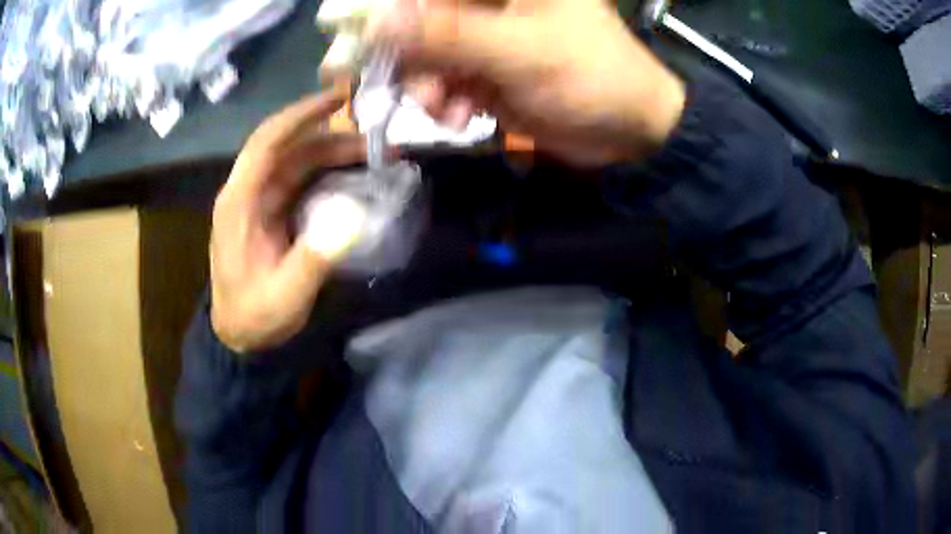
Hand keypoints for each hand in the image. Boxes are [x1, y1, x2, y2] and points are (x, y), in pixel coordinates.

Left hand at [210, 88, 365, 353]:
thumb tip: (354, 218)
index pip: (267, 142)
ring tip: (372, 153)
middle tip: (374, 134)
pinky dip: (327, 171)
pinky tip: (352, 173)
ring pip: (296, 160)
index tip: (340, 97)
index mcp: (239, 202)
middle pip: (287, 146)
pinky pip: (300, 180)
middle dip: (329, 133)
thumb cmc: (254, 315)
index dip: (302, 114)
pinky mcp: (271, 211)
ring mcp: (259, 201)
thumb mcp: (284, 296)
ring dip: (332, 151)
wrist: (239, 335)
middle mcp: (247, 192)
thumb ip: (314, 258)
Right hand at [371, 0, 685, 164]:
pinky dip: (445, 100)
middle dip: (412, 57)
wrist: (630, 129)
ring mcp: (488, 35)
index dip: (397, 11)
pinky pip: (447, 79)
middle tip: (414, 89)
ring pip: (430, 52)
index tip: (370, 40)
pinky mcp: (488, 68)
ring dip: (427, 85)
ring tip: (444, 111)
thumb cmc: (591, 76)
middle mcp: (494, 2)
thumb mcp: (520, 51)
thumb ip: (448, 35)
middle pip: (424, 18)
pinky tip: (459, 117)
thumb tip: (377, 21)